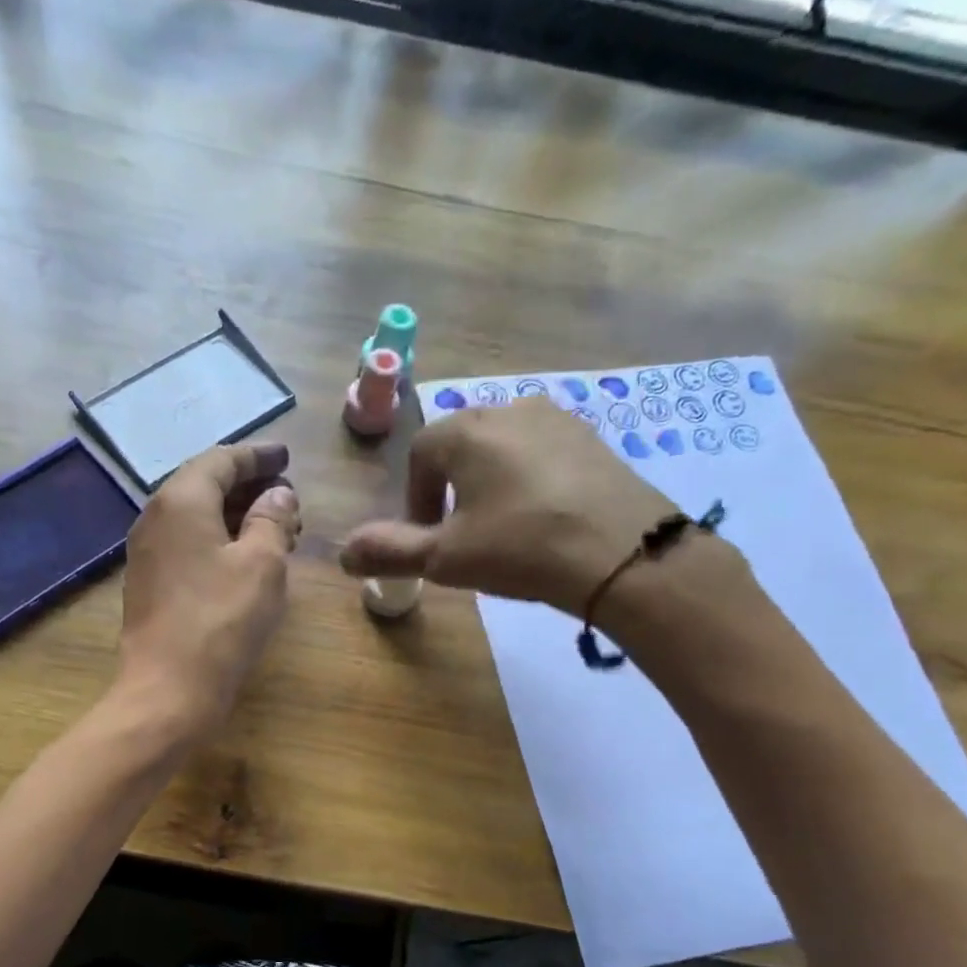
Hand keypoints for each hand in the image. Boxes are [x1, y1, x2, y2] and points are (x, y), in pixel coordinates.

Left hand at [118, 442, 300, 738]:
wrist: (168, 689)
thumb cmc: (221, 621)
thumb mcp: (262, 564)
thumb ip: (273, 519)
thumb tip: (278, 495)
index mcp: (180, 500)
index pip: (221, 460)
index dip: (257, 457)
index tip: (286, 458)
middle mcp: (155, 518)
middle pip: (205, 486)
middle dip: (249, 488)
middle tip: (288, 501)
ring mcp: (147, 554)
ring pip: (196, 518)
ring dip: (236, 517)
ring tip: (276, 532)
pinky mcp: (148, 585)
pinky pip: (187, 546)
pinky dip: (218, 542)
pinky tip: (244, 562)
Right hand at [339, 398, 682, 616]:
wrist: (623, 553)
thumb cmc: (520, 547)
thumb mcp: (444, 557)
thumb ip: (389, 551)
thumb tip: (342, 553)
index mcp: (466, 431)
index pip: (420, 453)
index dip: (416, 498)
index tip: (428, 537)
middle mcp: (510, 409)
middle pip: (462, 445)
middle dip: (452, 488)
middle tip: (462, 535)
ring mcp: (558, 419)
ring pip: (504, 448)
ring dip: (491, 483)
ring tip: (504, 529)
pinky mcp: (595, 439)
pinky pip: (544, 453)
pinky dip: (531, 480)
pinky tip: (545, 519)